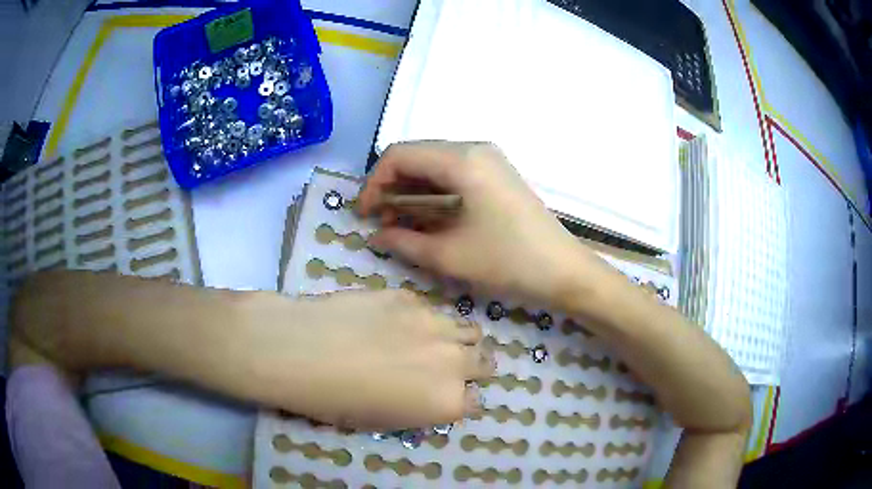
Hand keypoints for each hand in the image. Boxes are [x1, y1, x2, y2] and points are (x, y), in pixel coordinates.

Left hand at [245, 288, 492, 428]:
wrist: (302, 351)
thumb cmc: (336, 401)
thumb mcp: (383, 421)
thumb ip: (420, 408)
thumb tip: (430, 394)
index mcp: (448, 402)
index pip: (476, 402)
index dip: (462, 399)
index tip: (447, 395)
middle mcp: (454, 362)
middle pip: (485, 362)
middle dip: (472, 367)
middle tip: (446, 367)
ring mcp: (435, 324)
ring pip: (469, 329)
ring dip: (458, 339)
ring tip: (431, 342)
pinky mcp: (410, 296)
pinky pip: (431, 309)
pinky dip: (424, 319)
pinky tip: (393, 321)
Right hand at [358, 141, 612, 305]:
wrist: (565, 272)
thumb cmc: (508, 262)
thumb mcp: (449, 256)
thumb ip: (403, 242)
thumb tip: (374, 236)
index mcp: (462, 159)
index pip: (399, 155)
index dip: (373, 183)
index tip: (363, 214)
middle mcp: (474, 149)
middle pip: (416, 157)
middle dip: (390, 186)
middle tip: (376, 220)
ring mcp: (489, 161)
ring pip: (434, 166)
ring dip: (410, 191)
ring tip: (394, 223)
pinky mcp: (496, 176)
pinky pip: (453, 176)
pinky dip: (432, 194)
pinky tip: (422, 218)